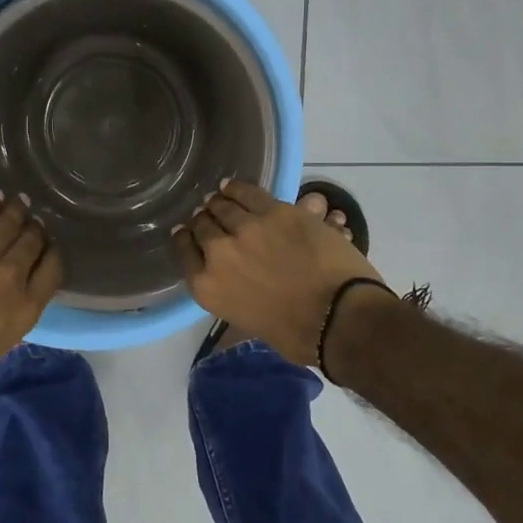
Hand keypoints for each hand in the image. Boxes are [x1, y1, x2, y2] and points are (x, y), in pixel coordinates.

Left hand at [0, 192, 62, 407]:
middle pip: (32, 240)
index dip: (50, 253)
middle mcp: (13, 276)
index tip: (46, 247)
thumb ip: (5, 318)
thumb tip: (2, 304)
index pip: (53, 268)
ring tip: (18, 203)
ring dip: (15, 211)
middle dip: (34, 229)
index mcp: (26, 309)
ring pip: (8, 222)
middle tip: (32, 220)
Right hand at [171, 180, 387, 365]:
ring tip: (218, 199)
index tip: (186, 232)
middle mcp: (218, 253)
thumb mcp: (249, 320)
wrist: (337, 317)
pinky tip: (232, 187)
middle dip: (203, 220)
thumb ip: (234, 294)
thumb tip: (238, 280)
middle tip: (206, 215)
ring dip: (219, 203)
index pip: (185, 253)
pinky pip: (249, 193)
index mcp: (208, 287)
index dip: (185, 239)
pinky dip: (238, 189)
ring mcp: (246, 228)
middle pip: (202, 227)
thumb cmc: (297, 335)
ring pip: (224, 206)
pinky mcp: (276, 211)